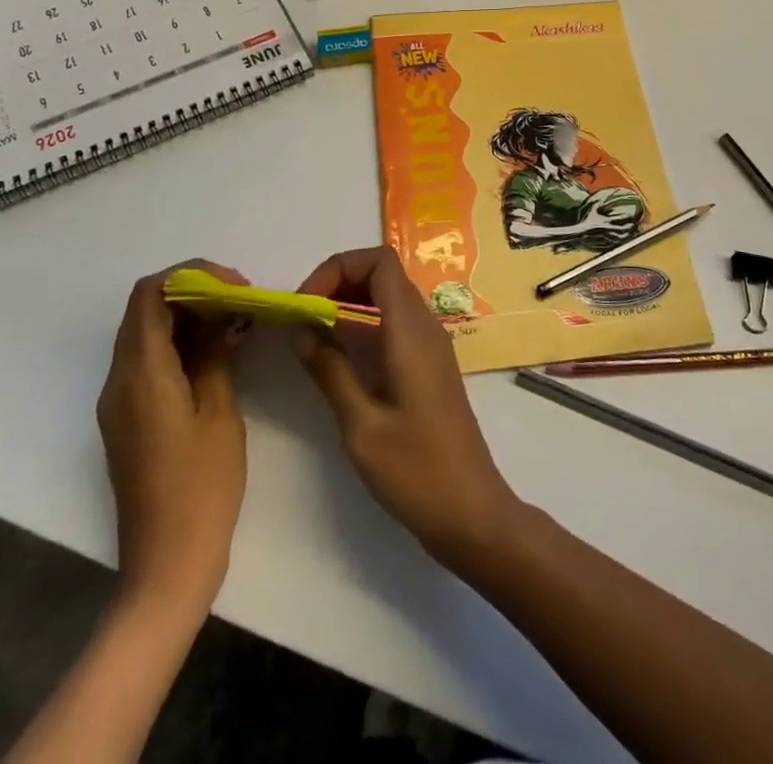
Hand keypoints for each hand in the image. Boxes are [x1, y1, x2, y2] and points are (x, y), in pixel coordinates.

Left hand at [96, 262, 247, 609]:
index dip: (192, 275)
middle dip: (194, 291)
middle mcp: (119, 380)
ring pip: (147, 333)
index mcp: (140, 374)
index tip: (235, 286)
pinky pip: (149, 361)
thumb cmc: (200, 488)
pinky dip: (181, 343)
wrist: (165, 567)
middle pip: (146, 309)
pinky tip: (218, 352)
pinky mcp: (128, 418)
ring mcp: (119, 401)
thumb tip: (224, 315)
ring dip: (189, 316)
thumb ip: (217, 354)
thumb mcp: (219, 413)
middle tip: (241, 300)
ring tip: (236, 321)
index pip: (150, 294)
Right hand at [296, 248, 521, 565]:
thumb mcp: (361, 425)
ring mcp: (430, 345)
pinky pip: (394, 323)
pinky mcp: (429, 365)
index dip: (338, 268)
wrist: (471, 511)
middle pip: (382, 274)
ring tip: (312, 335)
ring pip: (388, 298)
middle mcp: (425, 326)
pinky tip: (339, 357)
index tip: (305, 303)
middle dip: (338, 283)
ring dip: (349, 303)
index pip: (380, 261)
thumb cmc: (416, 470)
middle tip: (302, 318)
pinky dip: (363, 325)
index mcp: (411, 330)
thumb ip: (330, 370)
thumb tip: (301, 328)